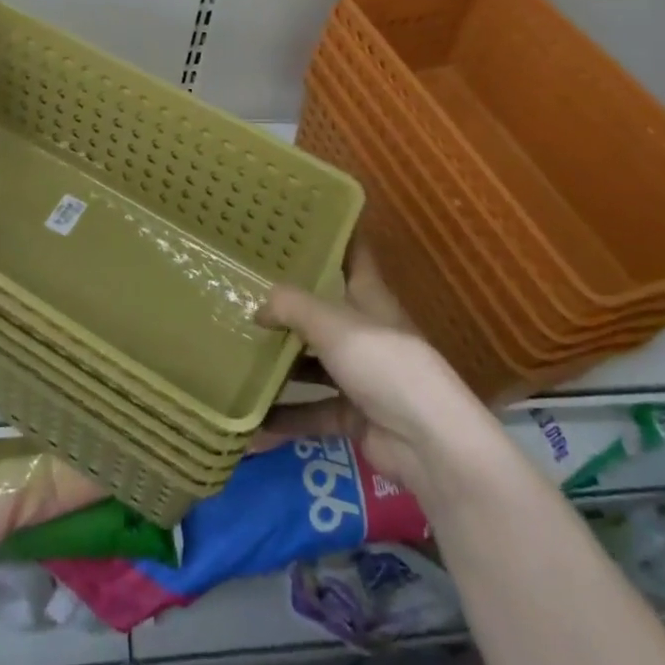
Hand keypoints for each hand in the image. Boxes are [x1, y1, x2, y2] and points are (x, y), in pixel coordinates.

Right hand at [255, 242, 495, 494]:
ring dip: (282, 365)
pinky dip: (286, 418)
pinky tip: (251, 423)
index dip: (332, 237)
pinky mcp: (354, 414)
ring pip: (313, 363)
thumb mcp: (332, 323)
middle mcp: (365, 331)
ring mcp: (361, 375)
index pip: (352, 255)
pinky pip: (312, 412)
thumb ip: (292, 307)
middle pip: (324, 311)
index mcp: (369, 297)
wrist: (427, 441)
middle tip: (245, 292)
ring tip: (238, 355)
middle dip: (289, 305)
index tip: (297, 223)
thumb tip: (259, 306)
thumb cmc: (383, 363)